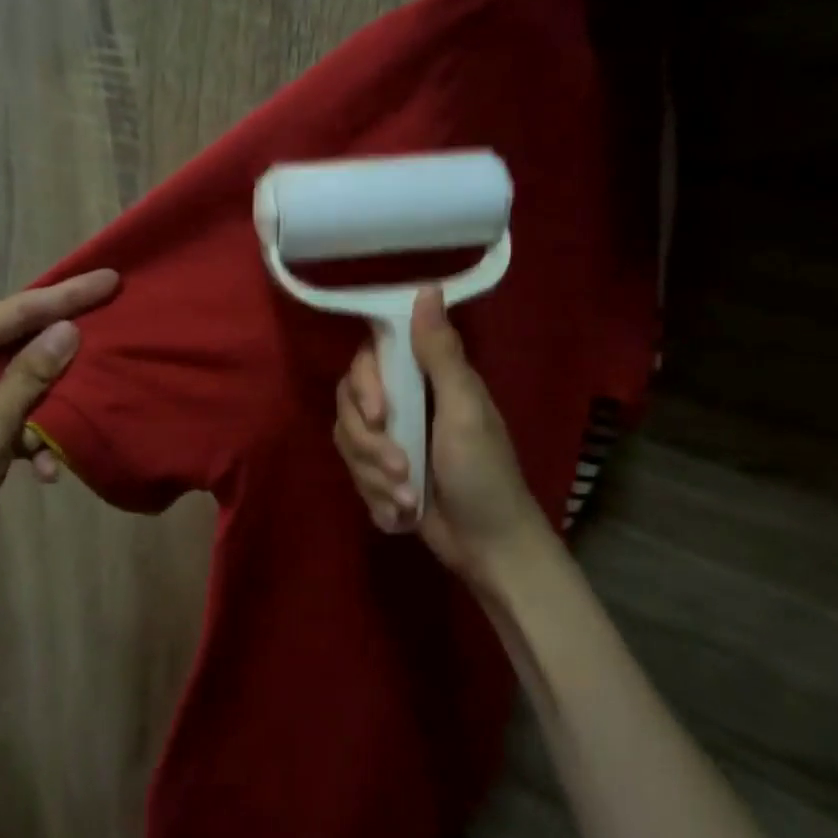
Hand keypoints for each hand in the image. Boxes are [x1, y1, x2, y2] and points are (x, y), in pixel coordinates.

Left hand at [0, 269, 119, 597]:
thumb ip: (30, 376)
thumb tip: (69, 329)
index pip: (11, 313)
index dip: (65, 296)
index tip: (109, 279)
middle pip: (14, 344)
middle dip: (60, 353)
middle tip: (109, 331)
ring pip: (14, 385)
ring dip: (44, 411)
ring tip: (73, 427)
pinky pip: (4, 418)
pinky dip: (26, 438)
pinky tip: (42, 471)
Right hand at [333, 287, 548, 580]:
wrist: (488, 549)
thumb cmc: (484, 474)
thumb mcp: (464, 412)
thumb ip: (440, 354)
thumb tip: (426, 288)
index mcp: (427, 380)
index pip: (370, 360)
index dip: (365, 384)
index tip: (378, 414)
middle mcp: (404, 404)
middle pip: (350, 404)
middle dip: (369, 445)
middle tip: (400, 470)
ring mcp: (391, 441)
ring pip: (348, 442)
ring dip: (374, 477)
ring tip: (408, 500)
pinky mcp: (382, 474)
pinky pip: (354, 474)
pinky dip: (376, 498)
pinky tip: (401, 515)